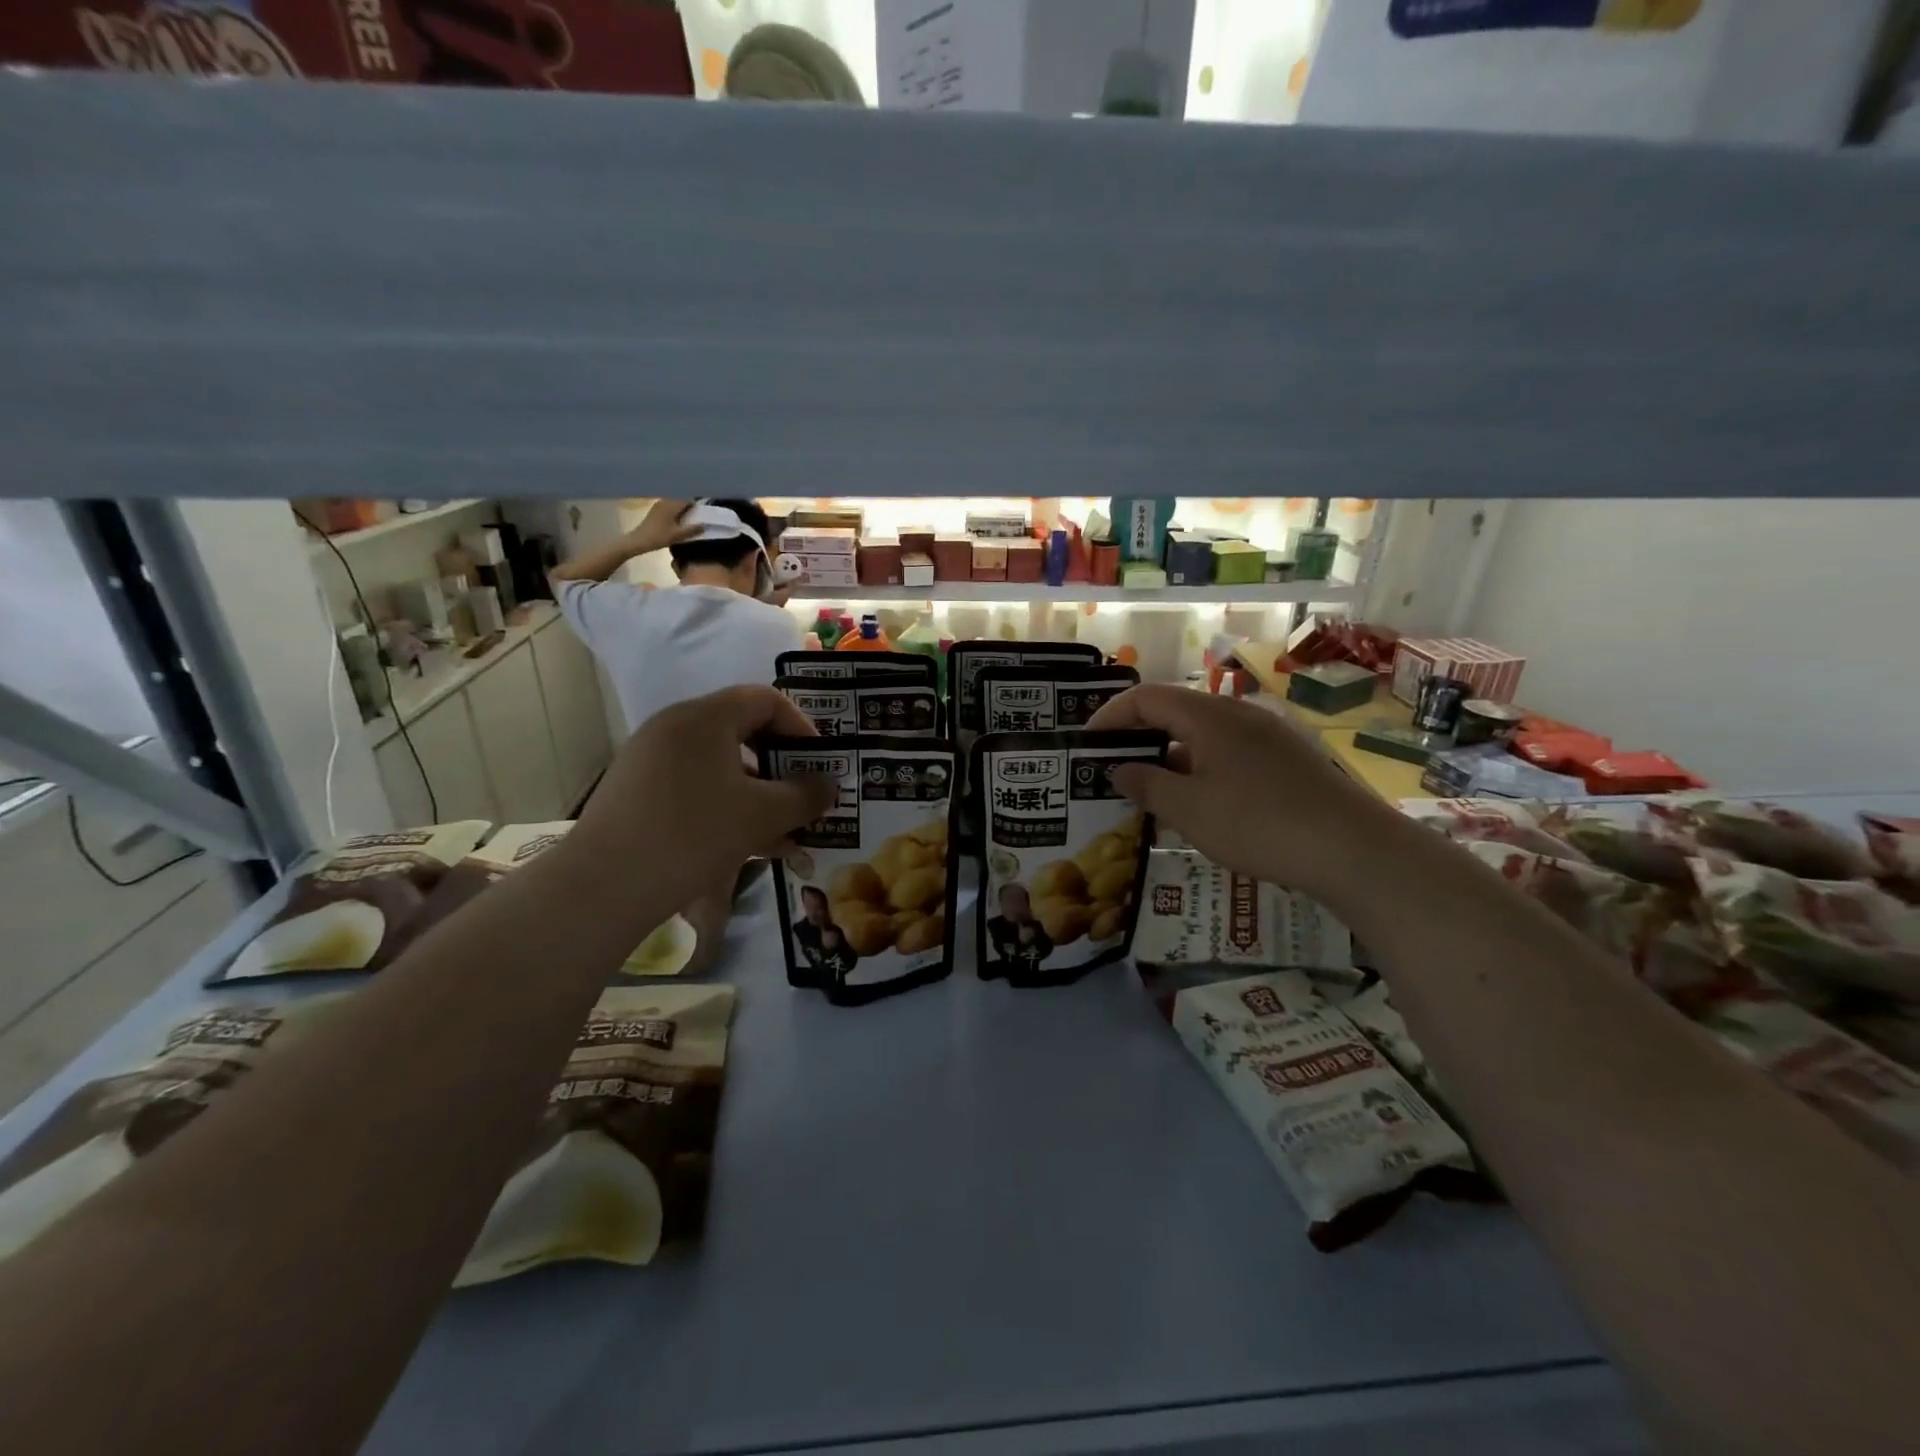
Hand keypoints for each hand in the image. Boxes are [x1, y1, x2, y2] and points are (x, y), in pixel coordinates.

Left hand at [564, 686, 835, 913]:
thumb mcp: (763, 815)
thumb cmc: (693, 835)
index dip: (802, 726)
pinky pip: (695, 786)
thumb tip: (827, 785)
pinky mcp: (637, 790)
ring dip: (758, 794)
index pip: (766, 699)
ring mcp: (651, 758)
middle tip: (804, 797)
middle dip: (781, 766)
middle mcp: (675, 726)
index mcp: (705, 717)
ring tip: (782, 833)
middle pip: (743, 731)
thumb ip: (805, 795)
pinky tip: (745, 845)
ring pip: (720, 765)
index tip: (820, 763)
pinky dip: (726, 806)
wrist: (602, 886)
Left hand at [626, 499, 700, 556]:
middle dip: (689, 507)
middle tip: (696, 517)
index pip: (688, 499)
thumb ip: (693, 529)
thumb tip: (705, 525)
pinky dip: (674, 511)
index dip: (696, 506)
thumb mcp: (678, 535)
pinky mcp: (655, 510)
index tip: (702, 514)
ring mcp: (659, 504)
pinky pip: (668, 506)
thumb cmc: (659, 537)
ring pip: (674, 503)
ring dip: (681, 509)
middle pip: (681, 500)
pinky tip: (676, 521)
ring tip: (687, 520)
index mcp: (672, 505)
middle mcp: (665, 501)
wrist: (638, 540)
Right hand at [1085, 684, 1403, 901]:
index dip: (1110, 715)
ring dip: (1170, 755)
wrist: (1352, 849)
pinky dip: (1200, 767)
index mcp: (1208, 716)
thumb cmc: (1258, 823)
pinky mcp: (1286, 759)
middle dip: (1138, 736)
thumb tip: (1120, 768)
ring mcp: (1267, 735)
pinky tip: (1198, 802)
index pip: (1146, 698)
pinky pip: (1228, 752)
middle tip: (1112, 766)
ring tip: (1149, 790)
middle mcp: (1237, 714)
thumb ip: (1147, 784)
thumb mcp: (1189, 809)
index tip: (1087, 742)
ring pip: (1203, 734)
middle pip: (1175, 710)